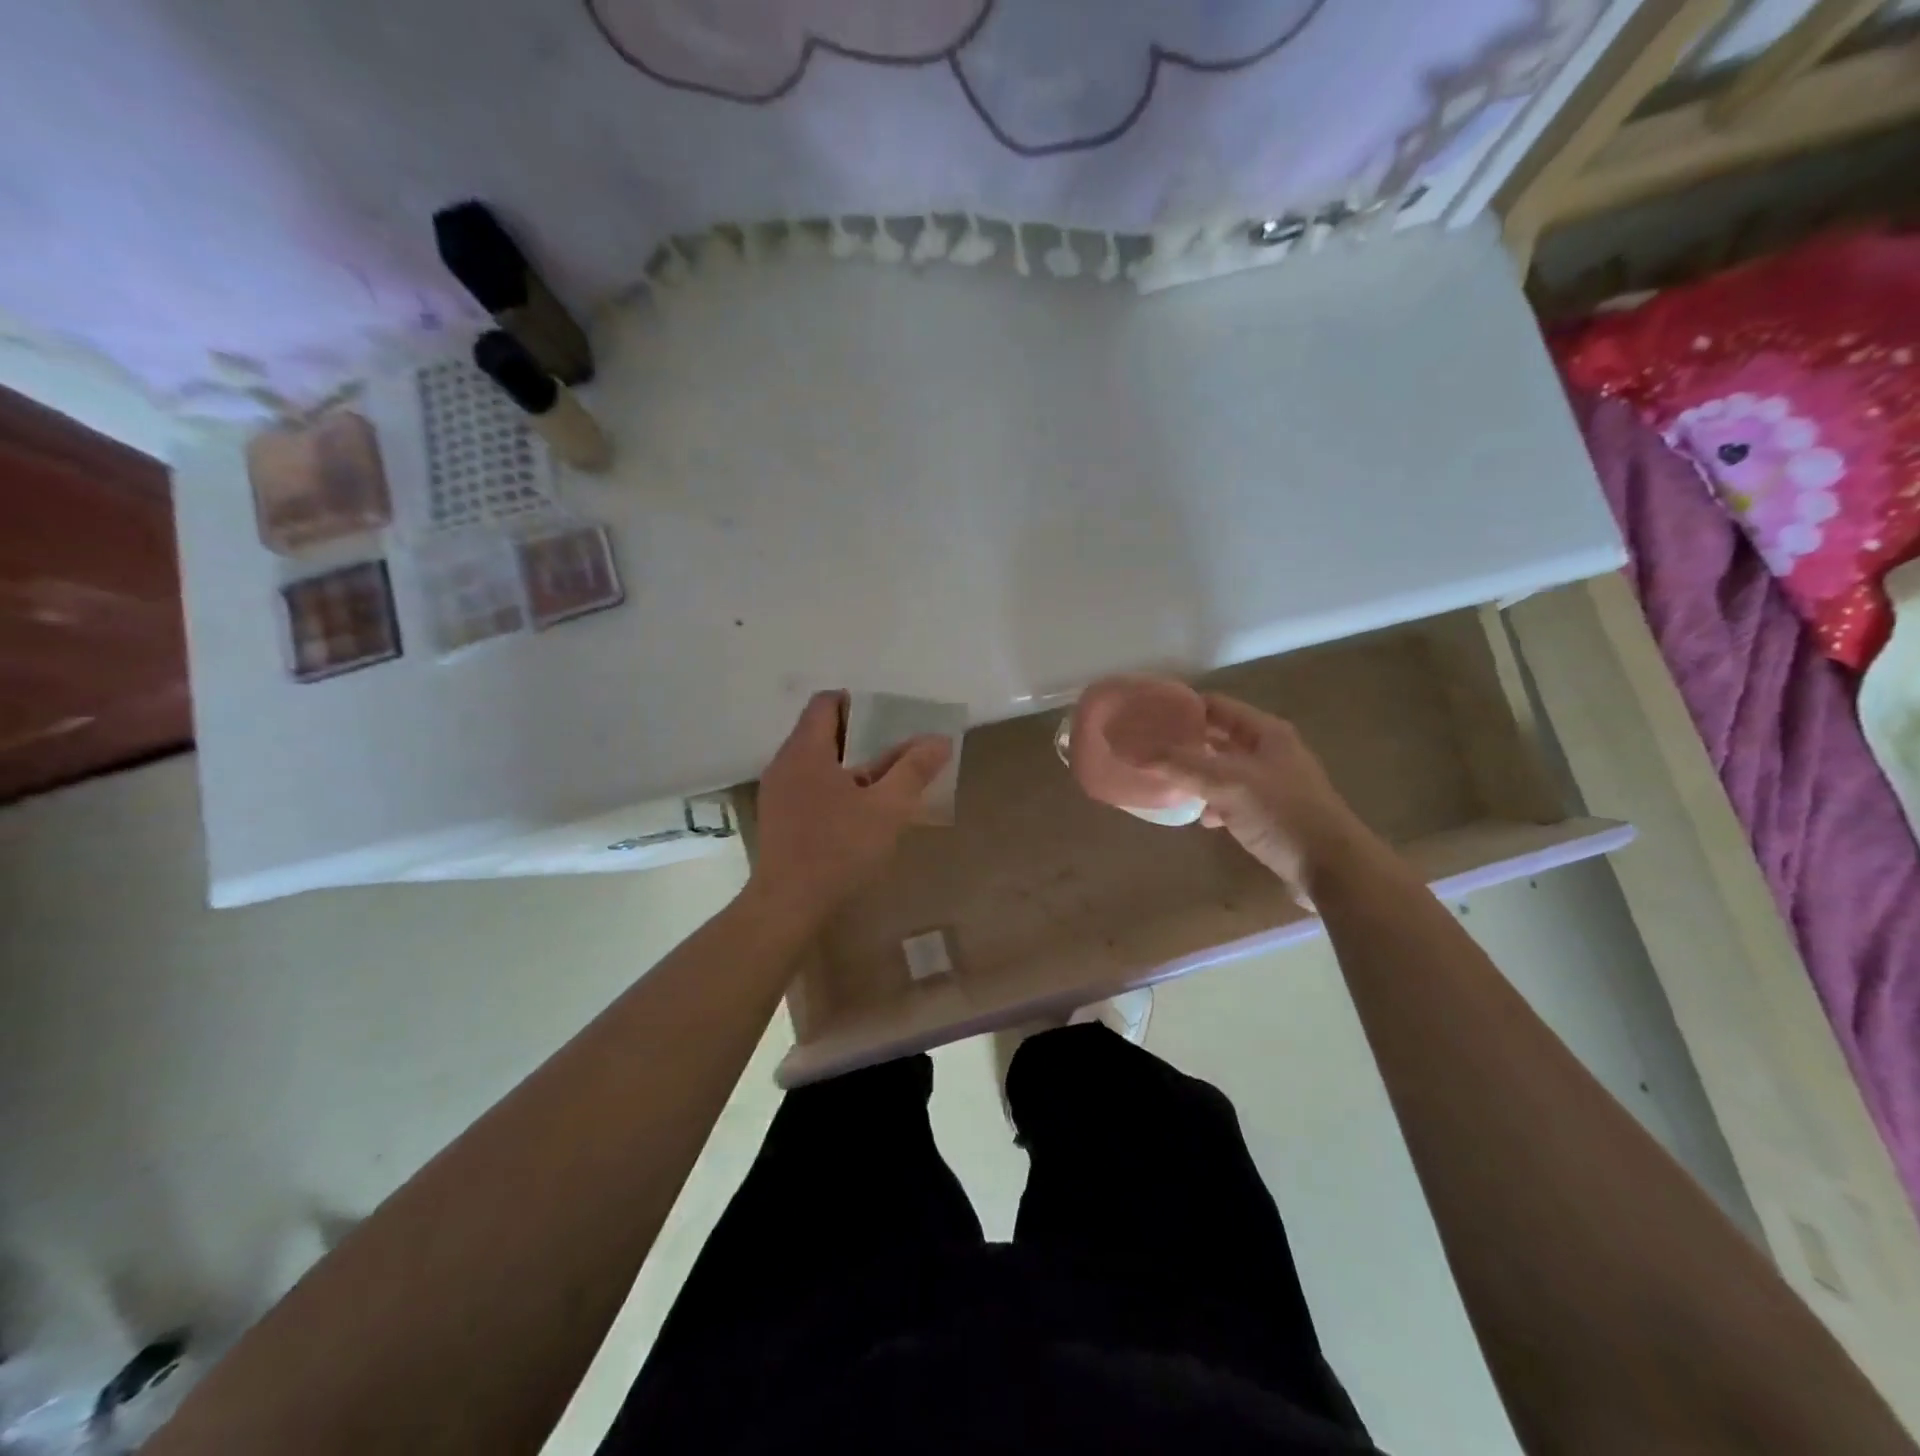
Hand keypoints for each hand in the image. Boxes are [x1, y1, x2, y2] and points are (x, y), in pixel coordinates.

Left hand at [748, 691, 952, 926]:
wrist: (788, 904)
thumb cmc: (839, 848)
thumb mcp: (887, 808)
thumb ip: (914, 770)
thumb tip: (940, 740)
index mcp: (805, 750)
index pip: (825, 703)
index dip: (857, 703)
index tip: (887, 719)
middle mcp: (785, 763)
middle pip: (820, 731)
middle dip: (859, 736)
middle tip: (894, 749)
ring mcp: (777, 792)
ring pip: (815, 762)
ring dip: (848, 765)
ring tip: (882, 782)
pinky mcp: (778, 818)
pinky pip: (808, 786)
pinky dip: (834, 786)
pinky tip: (858, 812)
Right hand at [1155, 695, 1368, 895]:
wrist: (1332, 869)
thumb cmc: (1283, 814)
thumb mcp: (1228, 783)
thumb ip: (1180, 765)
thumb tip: (1131, 750)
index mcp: (1266, 732)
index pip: (1216, 706)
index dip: (1181, 707)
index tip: (1146, 715)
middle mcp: (1269, 751)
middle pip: (1218, 737)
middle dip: (1185, 742)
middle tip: (1146, 748)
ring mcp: (1272, 783)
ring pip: (1223, 769)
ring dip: (1196, 774)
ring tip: (1162, 780)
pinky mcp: (1271, 813)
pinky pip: (1232, 798)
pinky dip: (1213, 802)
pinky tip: (1199, 816)